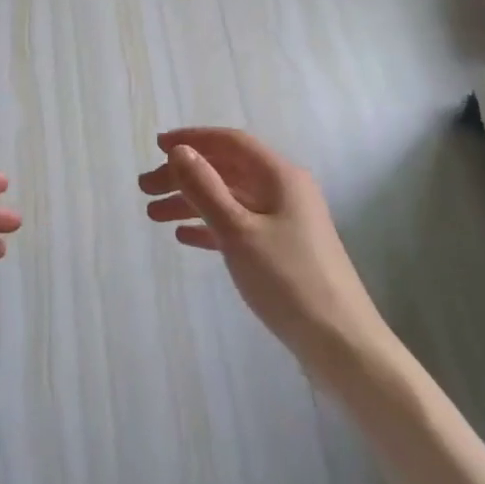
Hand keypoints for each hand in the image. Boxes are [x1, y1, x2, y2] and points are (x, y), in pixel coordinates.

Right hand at [139, 128, 384, 389]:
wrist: (340, 343)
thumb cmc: (288, 280)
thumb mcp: (239, 231)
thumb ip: (206, 189)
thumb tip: (180, 151)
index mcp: (280, 177)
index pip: (231, 143)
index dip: (193, 140)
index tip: (157, 146)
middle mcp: (283, 191)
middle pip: (226, 171)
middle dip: (184, 175)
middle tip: (144, 189)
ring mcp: (284, 222)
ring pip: (229, 200)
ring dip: (191, 202)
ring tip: (153, 216)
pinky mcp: (281, 250)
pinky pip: (237, 226)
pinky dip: (209, 227)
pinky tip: (183, 237)